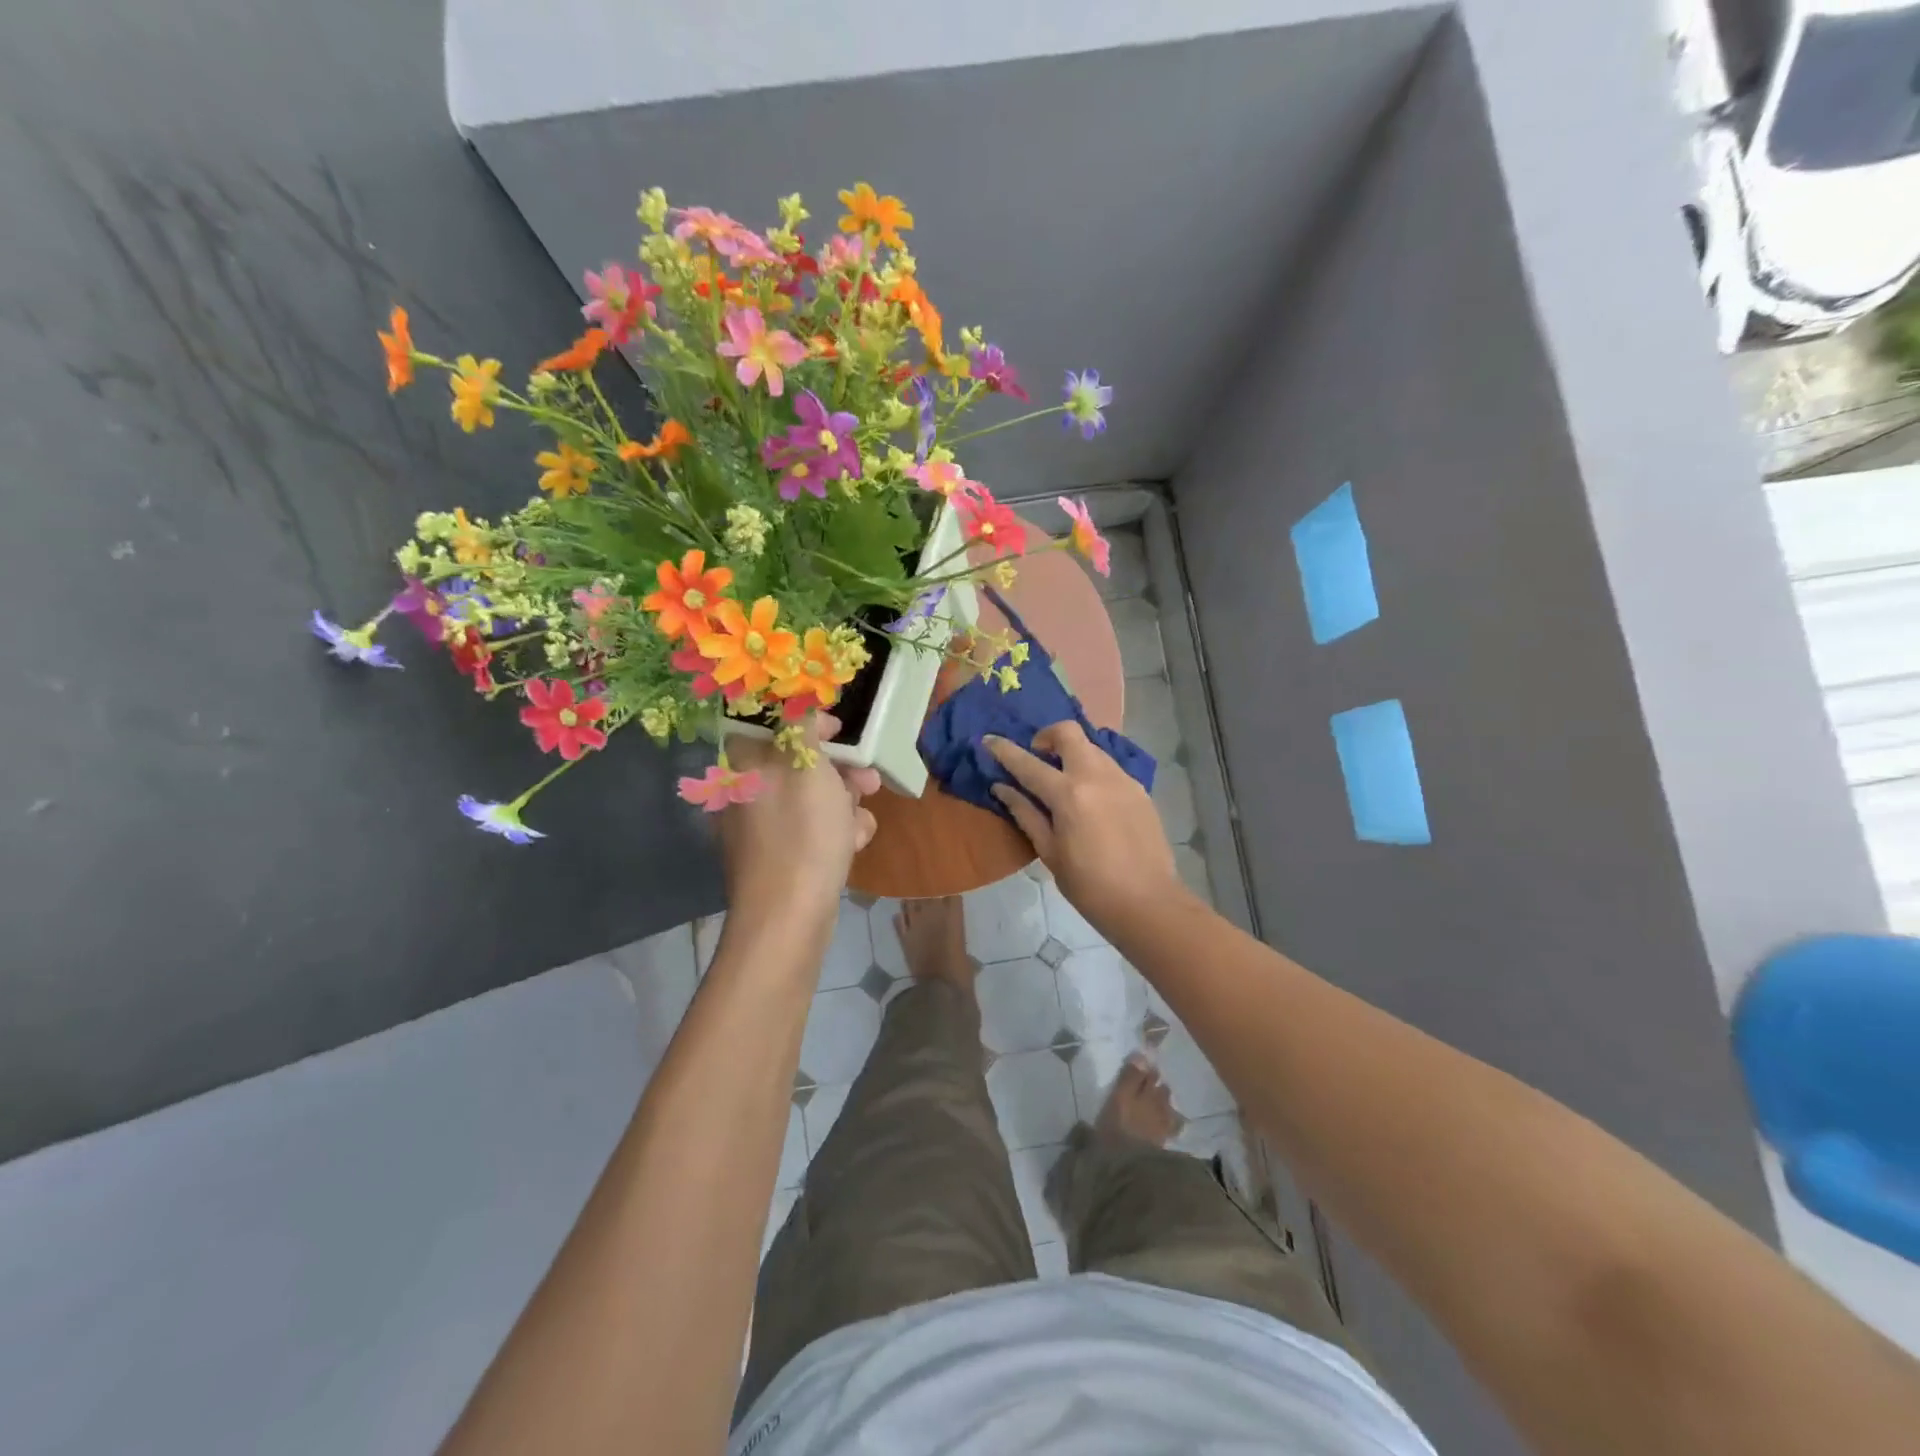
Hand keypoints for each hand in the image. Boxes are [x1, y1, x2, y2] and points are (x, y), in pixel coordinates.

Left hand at [717, 715, 879, 928]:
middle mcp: (747, 794)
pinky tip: (854, 844)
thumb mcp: (807, 766)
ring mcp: (761, 829)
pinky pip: (812, 831)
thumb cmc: (802, 834)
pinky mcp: (780, 858)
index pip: (768, 725)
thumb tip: (800, 704)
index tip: (838, 731)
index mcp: (744, 767)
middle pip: (798, 764)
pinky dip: (836, 832)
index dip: (805, 722)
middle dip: (840, 770)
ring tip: (862, 821)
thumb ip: (802, 724)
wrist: (789, 917)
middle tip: (868, 779)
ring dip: (845, 803)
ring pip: (812, 799)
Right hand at [986, 722, 1179, 929]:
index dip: (1005, 750)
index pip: (1028, 764)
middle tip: (1037, 757)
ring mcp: (1122, 779)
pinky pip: (1110, 767)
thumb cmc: (1089, 886)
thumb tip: (1002, 788)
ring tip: (1064, 780)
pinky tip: (1091, 799)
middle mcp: (1096, 776)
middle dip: (1046, 736)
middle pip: (1068, 733)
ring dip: (1072, 753)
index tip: (989, 740)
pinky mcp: (1139, 790)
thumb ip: (1026, 814)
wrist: (1148, 902)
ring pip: (1092, 747)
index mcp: (1068, 794)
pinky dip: (1093, 771)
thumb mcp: (1049, 852)